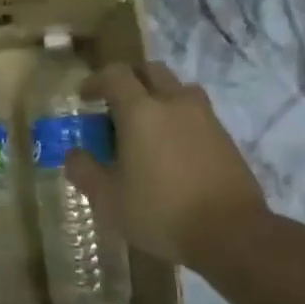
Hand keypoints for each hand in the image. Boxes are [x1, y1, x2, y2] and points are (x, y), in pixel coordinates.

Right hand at [65, 62, 273, 271]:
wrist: (231, 232)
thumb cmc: (160, 212)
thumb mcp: (108, 199)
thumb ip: (85, 171)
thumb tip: (73, 153)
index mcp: (141, 112)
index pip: (115, 75)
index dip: (96, 81)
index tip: (84, 97)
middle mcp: (174, 103)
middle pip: (151, 71)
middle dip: (130, 80)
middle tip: (115, 105)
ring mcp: (205, 117)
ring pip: (178, 89)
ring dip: (158, 96)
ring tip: (146, 126)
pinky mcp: (225, 136)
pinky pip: (196, 113)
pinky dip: (178, 119)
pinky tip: (171, 149)